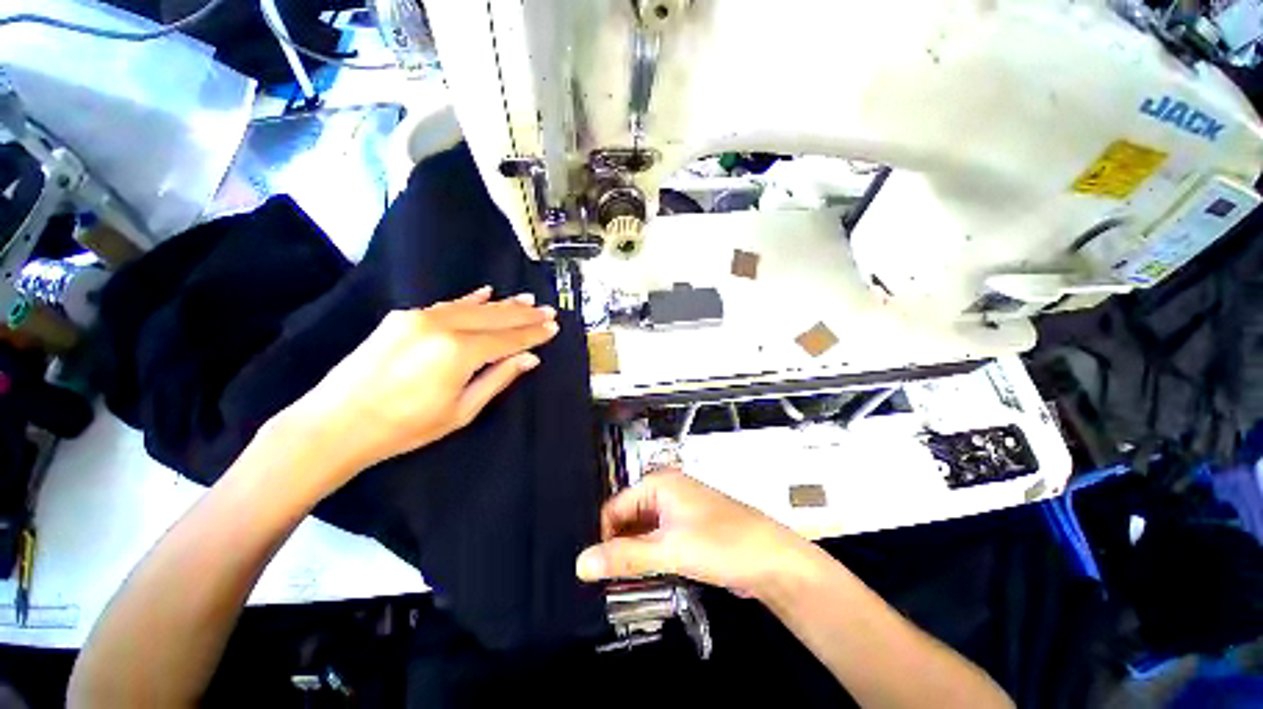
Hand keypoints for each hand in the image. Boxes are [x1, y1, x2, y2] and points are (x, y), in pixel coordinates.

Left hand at [281, 287, 557, 493]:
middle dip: (524, 315)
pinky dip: (470, 299)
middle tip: (548, 310)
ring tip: (527, 299)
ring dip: (503, 304)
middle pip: (495, 317)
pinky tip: (487, 292)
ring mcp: (420, 317)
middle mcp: (443, 326)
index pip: (509, 339)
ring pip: (473, 307)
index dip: (533, 334)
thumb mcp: (461, 410)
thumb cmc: (405, 427)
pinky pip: (447, 304)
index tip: (553, 327)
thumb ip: (498, 378)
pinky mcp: (404, 317)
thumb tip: (530, 359)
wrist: (335, 423)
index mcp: (460, 353)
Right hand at [576, 470, 813, 598]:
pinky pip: (658, 540)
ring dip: (635, 555)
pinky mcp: (688, 528)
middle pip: (628, 518)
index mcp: (658, 483)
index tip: (602, 570)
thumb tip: (581, 563)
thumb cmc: (721, 544)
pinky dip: (651, 557)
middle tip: (614, 581)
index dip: (606, 537)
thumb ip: (624, 557)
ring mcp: (678, 510)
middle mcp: (666, 491)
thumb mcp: (669, 550)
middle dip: (620, 547)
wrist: (772, 560)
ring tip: (629, 583)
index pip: (614, 507)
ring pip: (643, 531)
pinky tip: (649, 577)